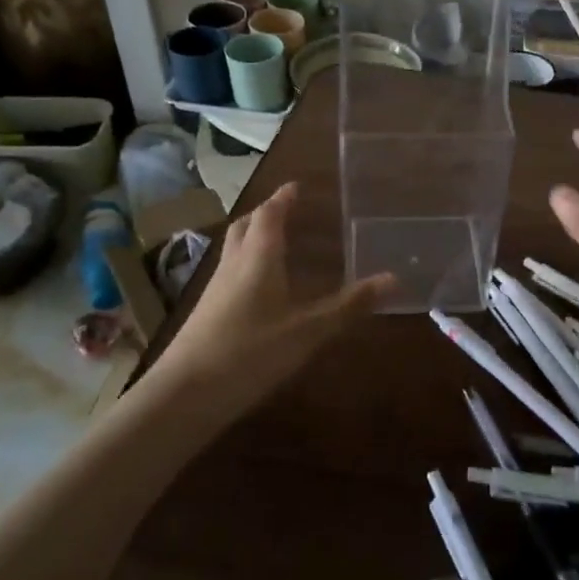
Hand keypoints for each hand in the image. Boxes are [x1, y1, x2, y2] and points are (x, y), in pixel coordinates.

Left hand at [152, 183, 393, 419]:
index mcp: (259, 258)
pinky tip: (257, 289)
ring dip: (252, 237)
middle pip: (245, 227)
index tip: (296, 186)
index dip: (283, 198)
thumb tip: (393, 279)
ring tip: (274, 242)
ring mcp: (215, 290)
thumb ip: (349, 306)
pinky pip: (228, 274)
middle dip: (265, 213)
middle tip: (285, 209)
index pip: (270, 215)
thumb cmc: (251, 352)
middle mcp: (234, 265)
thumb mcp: (308, 331)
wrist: (185, 394)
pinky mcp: (206, 313)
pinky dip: (245, 266)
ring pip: (233, 250)